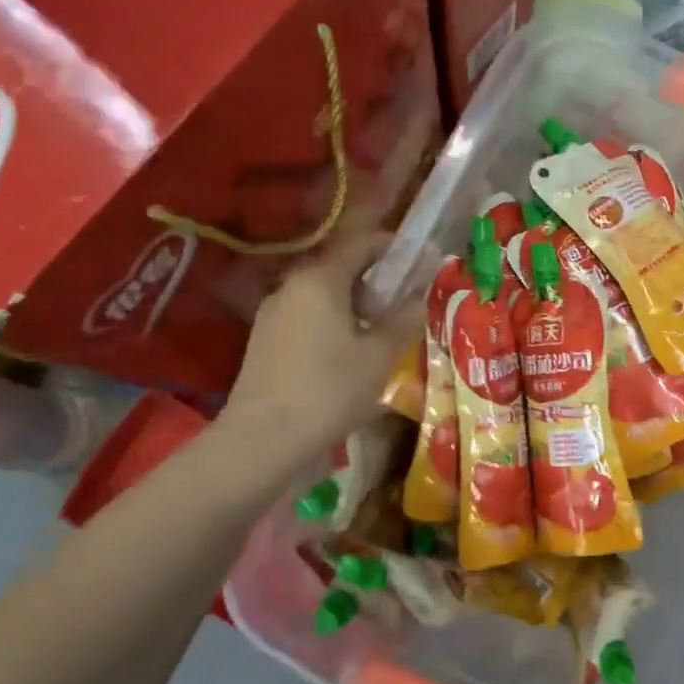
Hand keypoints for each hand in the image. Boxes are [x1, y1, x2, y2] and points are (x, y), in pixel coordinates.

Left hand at [217, 229, 417, 461]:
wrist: (263, 438)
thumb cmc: (329, 390)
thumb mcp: (379, 356)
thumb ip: (403, 320)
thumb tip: (419, 299)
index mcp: (320, 280)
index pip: (360, 244)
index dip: (393, 246)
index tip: (420, 257)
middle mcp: (291, 286)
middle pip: (340, 268)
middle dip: (375, 278)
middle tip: (406, 299)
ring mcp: (273, 314)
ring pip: (322, 295)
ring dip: (354, 303)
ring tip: (382, 328)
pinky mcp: (265, 340)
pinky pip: (307, 317)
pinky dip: (333, 322)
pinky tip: (349, 352)